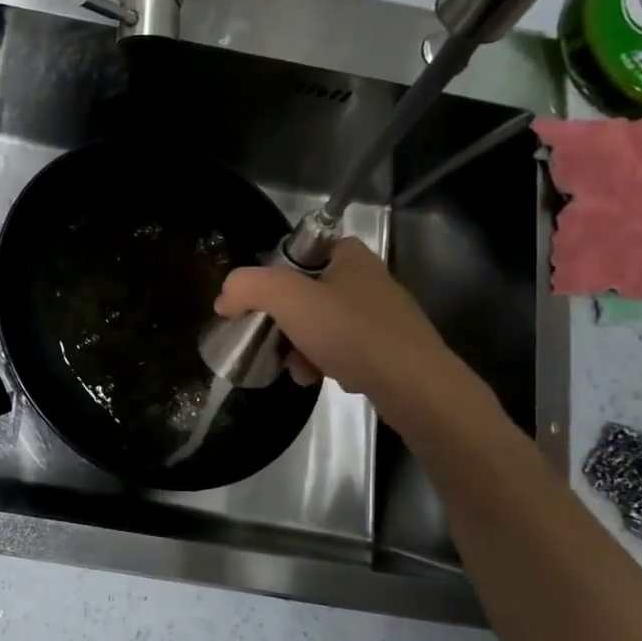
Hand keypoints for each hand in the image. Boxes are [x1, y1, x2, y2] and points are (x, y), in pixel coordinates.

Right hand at [214, 237, 485, 432]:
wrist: (416, 388)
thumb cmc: (352, 333)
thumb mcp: (288, 299)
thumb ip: (248, 287)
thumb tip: (225, 298)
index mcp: (351, 256)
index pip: (300, 252)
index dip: (275, 275)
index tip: (261, 302)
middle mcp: (369, 280)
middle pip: (307, 293)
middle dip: (285, 321)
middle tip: (274, 341)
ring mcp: (383, 317)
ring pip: (323, 325)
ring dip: (301, 346)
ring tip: (299, 368)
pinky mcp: (391, 350)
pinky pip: (344, 350)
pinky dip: (326, 363)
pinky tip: (322, 379)